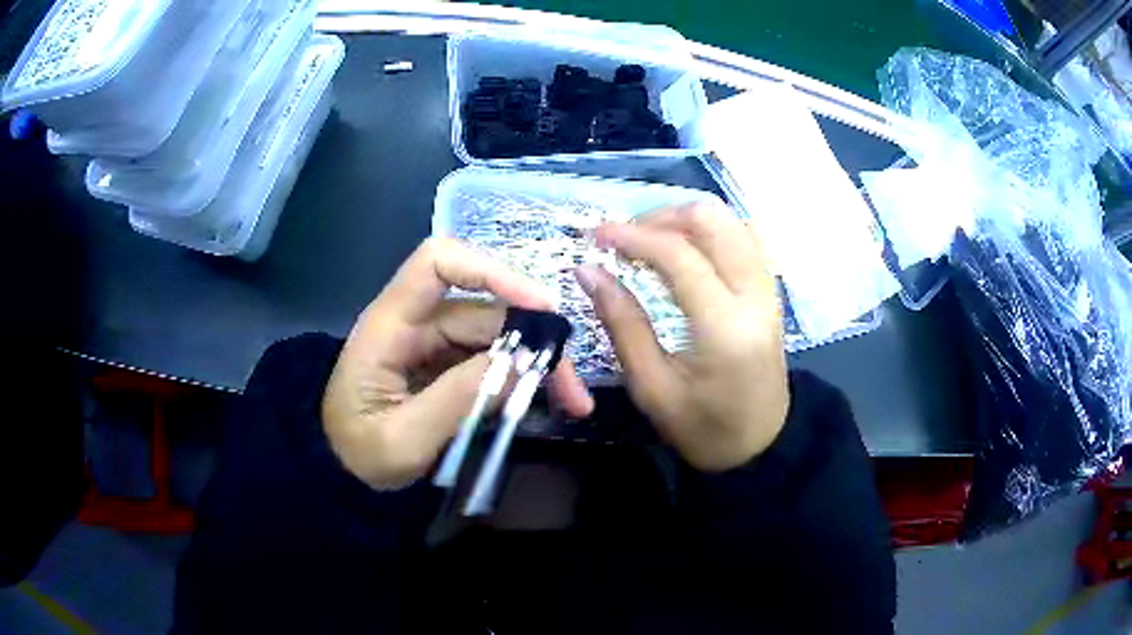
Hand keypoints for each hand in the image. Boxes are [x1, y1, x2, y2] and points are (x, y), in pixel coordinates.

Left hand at [322, 238, 594, 489]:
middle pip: (488, 309)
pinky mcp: (447, 366)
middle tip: (575, 390)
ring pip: (499, 336)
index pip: (439, 263)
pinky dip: (523, 378)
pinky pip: (493, 360)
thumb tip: (522, 365)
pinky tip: (546, 403)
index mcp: (391, 325)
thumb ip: (456, 401)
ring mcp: (435, 345)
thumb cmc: (357, 454)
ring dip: (538, 364)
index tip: (539, 307)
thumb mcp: (402, 439)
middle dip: (536, 342)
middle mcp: (417, 323)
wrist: (338, 472)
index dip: (491, 270)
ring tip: (573, 403)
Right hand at [574, 202, 788, 471]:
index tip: (595, 236)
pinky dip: (713, 230)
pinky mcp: (771, 290)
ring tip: (652, 241)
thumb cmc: (703, 428)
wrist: (760, 445)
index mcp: (724, 326)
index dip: (631, 236)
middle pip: (712, 219)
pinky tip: (689, 248)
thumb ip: (622, 323)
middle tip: (625, 239)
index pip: (677, 254)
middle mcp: (754, 295)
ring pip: (732, 220)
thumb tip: (588, 271)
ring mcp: (769, 288)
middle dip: (660, 217)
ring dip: (687, 219)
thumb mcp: (652, 387)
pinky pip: (746, 237)